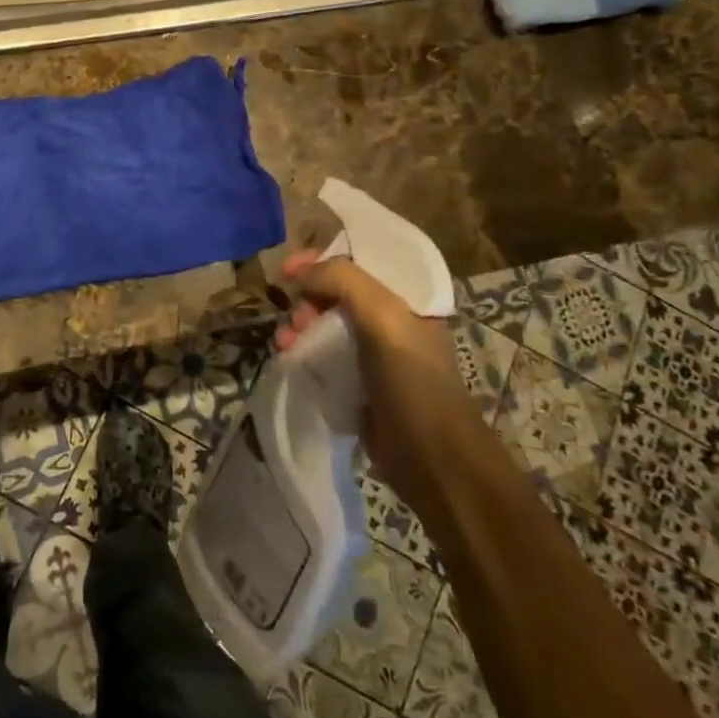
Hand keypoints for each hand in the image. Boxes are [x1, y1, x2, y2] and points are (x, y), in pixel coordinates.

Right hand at [278, 249, 470, 477]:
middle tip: (295, 316)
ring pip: (325, 323)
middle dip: (307, 296)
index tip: (288, 269)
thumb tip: (298, 273)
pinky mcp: (358, 383)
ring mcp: (373, 353)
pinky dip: (303, 350)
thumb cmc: (413, 381)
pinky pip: (323, 354)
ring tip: (285, 342)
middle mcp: (390, 320)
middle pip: (336, 291)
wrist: (432, 459)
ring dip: (300, 325)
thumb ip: (343, 281)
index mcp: (406, 298)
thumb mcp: (384, 318)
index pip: (358, 260)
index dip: (321, 258)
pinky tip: (289, 357)